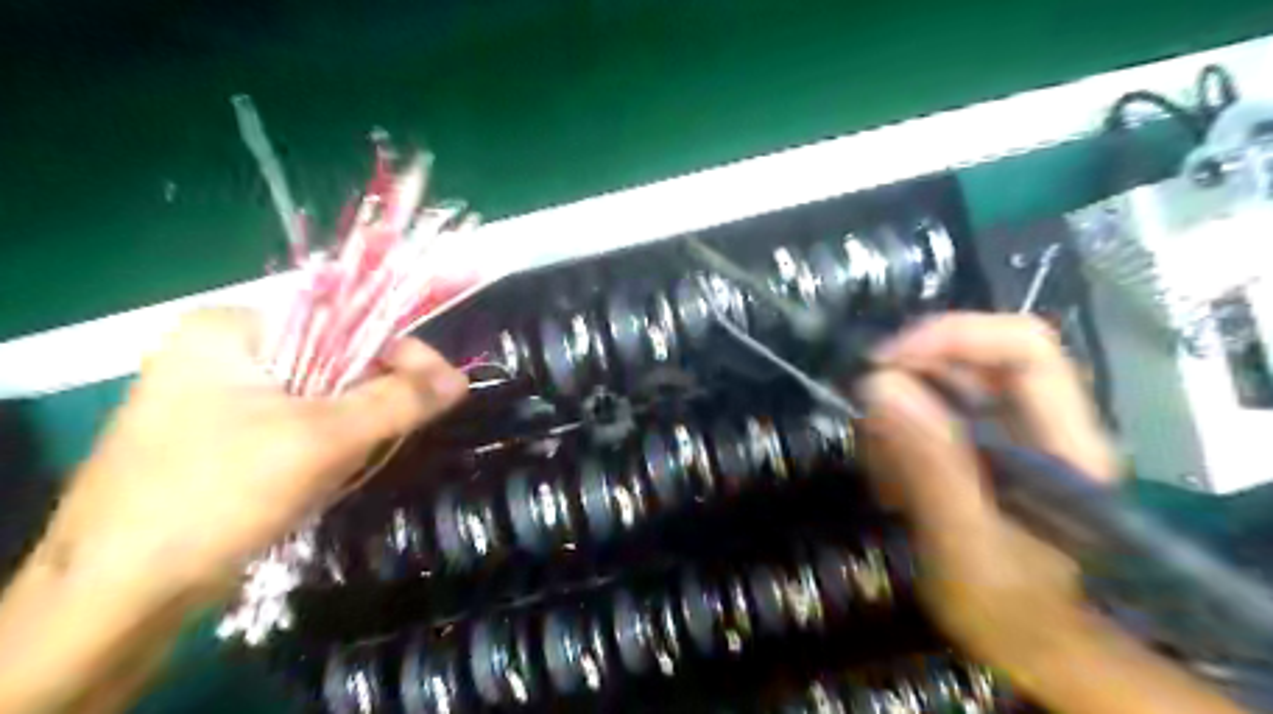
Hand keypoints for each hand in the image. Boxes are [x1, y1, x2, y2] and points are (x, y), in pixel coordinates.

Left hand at [46, 310, 472, 600]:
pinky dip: (324, 445)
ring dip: (350, 426)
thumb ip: (397, 401)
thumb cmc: (217, 494)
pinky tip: (328, 474)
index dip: (398, 352)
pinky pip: (294, 426)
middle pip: (331, 361)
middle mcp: (220, 354)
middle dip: (370, 398)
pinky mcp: (218, 440)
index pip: (343, 321)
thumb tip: (460, 379)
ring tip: (362, 458)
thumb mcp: (322, 439)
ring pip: (316, 398)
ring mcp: (214, 399)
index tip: (440, 388)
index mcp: (231, 329)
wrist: (117, 596)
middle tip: (401, 431)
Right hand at [854, 315, 1115, 667]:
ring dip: (896, 421)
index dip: (952, 336)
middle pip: (973, 360)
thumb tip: (878, 385)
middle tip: (869, 429)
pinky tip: (892, 487)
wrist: (1035, 648)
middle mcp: (1040, 425)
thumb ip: (930, 467)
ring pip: (941, 388)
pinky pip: (927, 418)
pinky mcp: (979, 450)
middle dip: (909, 384)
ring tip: (885, 480)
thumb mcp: (964, 546)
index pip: (1022, 347)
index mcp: (1064, 443)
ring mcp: (1008, 436)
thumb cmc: (1012, 613)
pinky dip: (895, 442)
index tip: (883, 364)